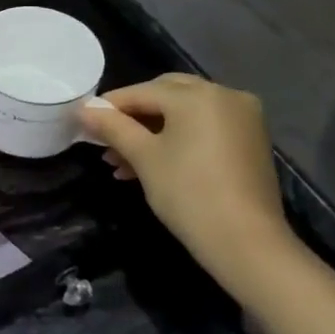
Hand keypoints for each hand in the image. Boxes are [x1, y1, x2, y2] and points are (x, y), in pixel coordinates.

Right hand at [78, 74, 289, 272]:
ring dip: (152, 131)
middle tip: (106, 139)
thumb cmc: (188, 193)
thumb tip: (85, 108)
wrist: (246, 242)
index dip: (109, 106)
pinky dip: (178, 139)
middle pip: (166, 95)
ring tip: (121, 162)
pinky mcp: (250, 140)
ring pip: (185, 113)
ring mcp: (242, 117)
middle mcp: (224, 94)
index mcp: (197, 95)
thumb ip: (112, 127)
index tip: (84, 120)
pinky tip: (152, 164)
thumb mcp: (143, 157)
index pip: (142, 92)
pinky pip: (204, 127)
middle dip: (133, 116)